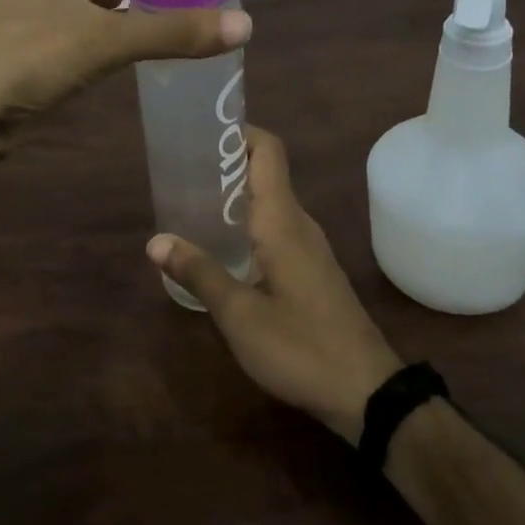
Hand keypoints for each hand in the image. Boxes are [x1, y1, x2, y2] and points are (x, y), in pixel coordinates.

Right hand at [147, 126, 403, 442]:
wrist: (368, 392)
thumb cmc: (300, 347)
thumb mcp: (239, 315)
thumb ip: (199, 273)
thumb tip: (156, 241)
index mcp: (282, 220)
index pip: (268, 151)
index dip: (239, 132)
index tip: (201, 133)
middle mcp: (299, 223)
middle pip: (265, 172)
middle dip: (225, 164)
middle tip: (181, 172)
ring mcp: (310, 247)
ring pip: (270, 202)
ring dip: (234, 196)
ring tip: (192, 204)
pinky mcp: (312, 270)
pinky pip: (276, 227)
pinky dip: (247, 222)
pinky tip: (223, 247)